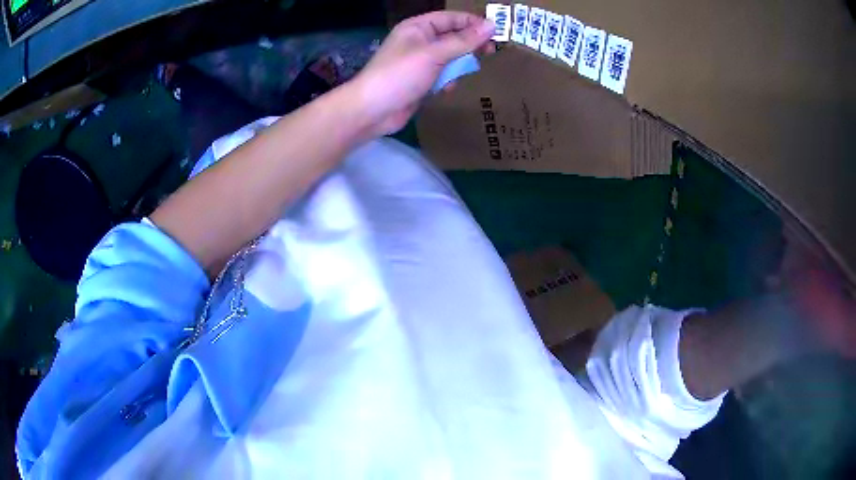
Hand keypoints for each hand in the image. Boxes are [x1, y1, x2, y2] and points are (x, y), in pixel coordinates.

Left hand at [349, 11, 494, 137]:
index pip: (451, 18)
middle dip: (469, 45)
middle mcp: (420, 41)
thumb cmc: (400, 75)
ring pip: (451, 58)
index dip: (473, 23)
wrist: (372, 111)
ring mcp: (420, 62)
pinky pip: (443, 75)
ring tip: (460, 74)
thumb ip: (463, 41)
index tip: (496, 33)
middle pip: (453, 37)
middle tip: (489, 53)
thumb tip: (491, 26)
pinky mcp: (421, 81)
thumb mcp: (434, 54)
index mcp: (418, 27)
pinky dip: (447, 81)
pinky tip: (445, 89)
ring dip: (458, 66)